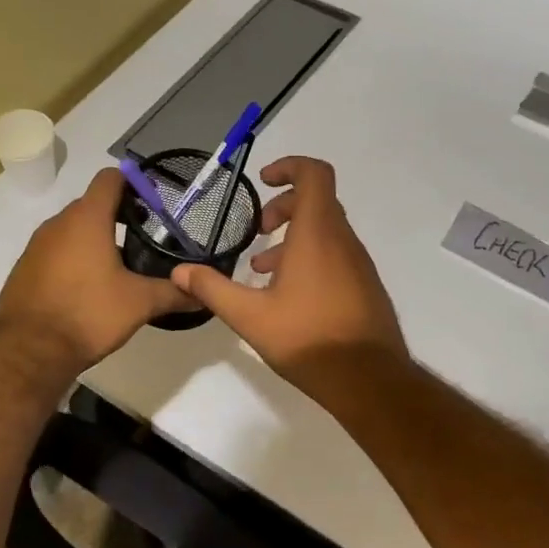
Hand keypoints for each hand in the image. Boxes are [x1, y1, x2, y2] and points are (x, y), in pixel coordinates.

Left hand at [0, 167, 193, 370]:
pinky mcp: (25, 268)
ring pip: (72, 229)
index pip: (110, 178)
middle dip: (117, 215)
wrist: (29, 350)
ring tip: (119, 265)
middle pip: (92, 204)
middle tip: (143, 238)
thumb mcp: (139, 303)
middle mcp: (58, 223)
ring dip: (94, 239)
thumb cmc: (88, 314)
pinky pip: (55, 252)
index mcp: (87, 219)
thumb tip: (203, 292)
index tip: (153, 204)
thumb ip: (174, 293)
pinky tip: (88, 287)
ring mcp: (36, 245)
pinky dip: (73, 259)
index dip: (133, 183)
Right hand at [170, 157, 405, 386]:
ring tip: (263, 271)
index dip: (289, 167)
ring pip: (326, 232)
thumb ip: (213, 289)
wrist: (369, 380)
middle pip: (317, 202)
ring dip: (294, 238)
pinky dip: (310, 258)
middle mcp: (343, 241)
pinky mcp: (365, 286)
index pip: (314, 175)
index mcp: (317, 235)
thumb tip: (179, 272)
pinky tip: (288, 296)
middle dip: (283, 208)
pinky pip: (336, 255)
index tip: (263, 181)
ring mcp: (359, 264)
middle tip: (258, 233)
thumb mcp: (250, 316)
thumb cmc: (308, 339)